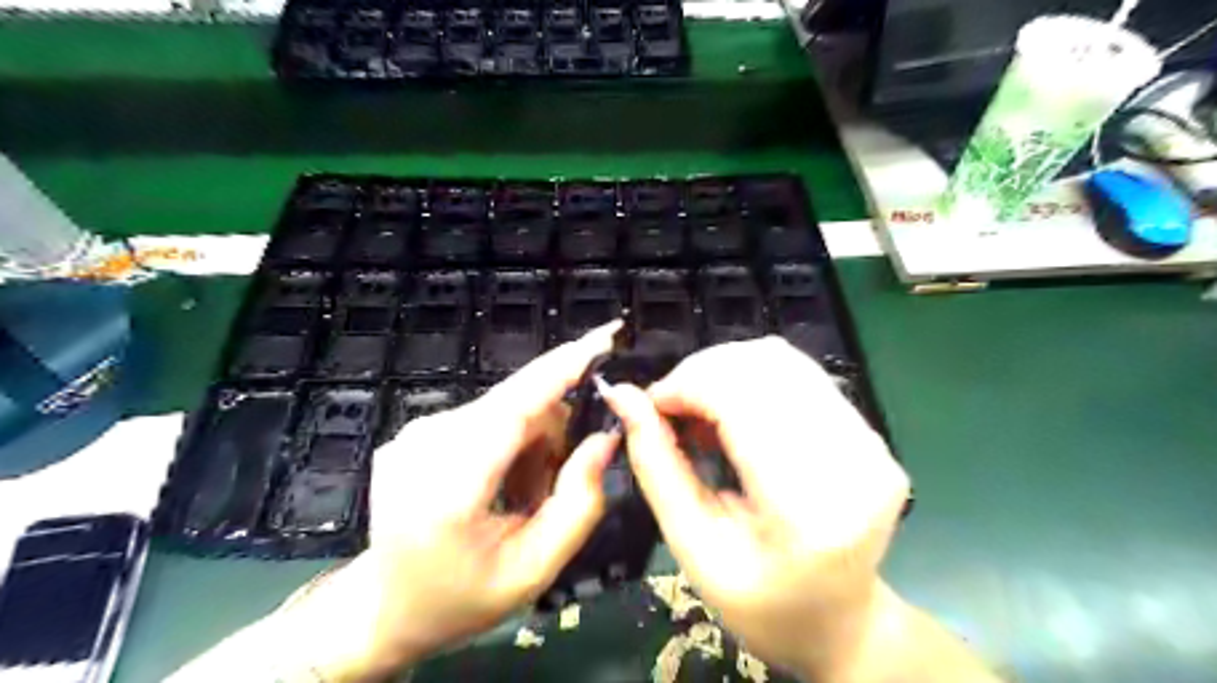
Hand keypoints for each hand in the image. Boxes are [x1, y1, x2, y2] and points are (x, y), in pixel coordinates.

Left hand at [270, 323, 622, 677]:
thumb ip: (578, 503)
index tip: (604, 336)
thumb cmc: (462, 598)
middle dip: (554, 433)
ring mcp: (415, 432)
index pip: (514, 408)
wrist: (384, 607)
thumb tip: (605, 437)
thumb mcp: (534, 570)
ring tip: (524, 496)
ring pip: (507, 408)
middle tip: (556, 487)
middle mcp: (425, 444)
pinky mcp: (417, 429)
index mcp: (448, 488)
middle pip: (518, 405)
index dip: (561, 368)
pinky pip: (487, 415)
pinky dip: (510, 441)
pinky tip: (501, 483)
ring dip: (533, 442)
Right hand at [602, 340, 907, 678]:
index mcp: (808, 508)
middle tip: (670, 408)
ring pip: (783, 358)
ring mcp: (870, 442)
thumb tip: (622, 396)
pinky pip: (801, 373)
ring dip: (725, 371)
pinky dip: (751, 378)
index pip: (743, 400)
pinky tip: (732, 412)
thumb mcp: (693, 545)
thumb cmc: (758, 601)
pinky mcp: (870, 433)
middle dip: (701, 372)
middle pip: (765, 365)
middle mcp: (853, 462)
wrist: (839, 621)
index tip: (650, 403)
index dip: (687, 384)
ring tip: (699, 411)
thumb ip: (656, 465)